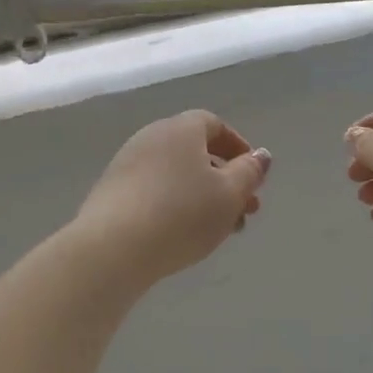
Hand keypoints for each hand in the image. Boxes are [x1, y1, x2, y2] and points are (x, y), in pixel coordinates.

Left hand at [73, 110, 271, 287]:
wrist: (112, 248)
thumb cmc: (182, 215)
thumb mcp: (229, 195)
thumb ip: (249, 173)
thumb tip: (261, 155)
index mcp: (181, 129)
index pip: (214, 124)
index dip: (238, 147)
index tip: (253, 175)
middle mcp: (151, 138)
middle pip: (195, 152)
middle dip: (225, 180)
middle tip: (246, 211)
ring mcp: (126, 165)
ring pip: (176, 175)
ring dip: (202, 196)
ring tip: (219, 230)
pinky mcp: (111, 193)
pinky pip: (153, 191)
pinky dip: (175, 206)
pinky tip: (183, 235)